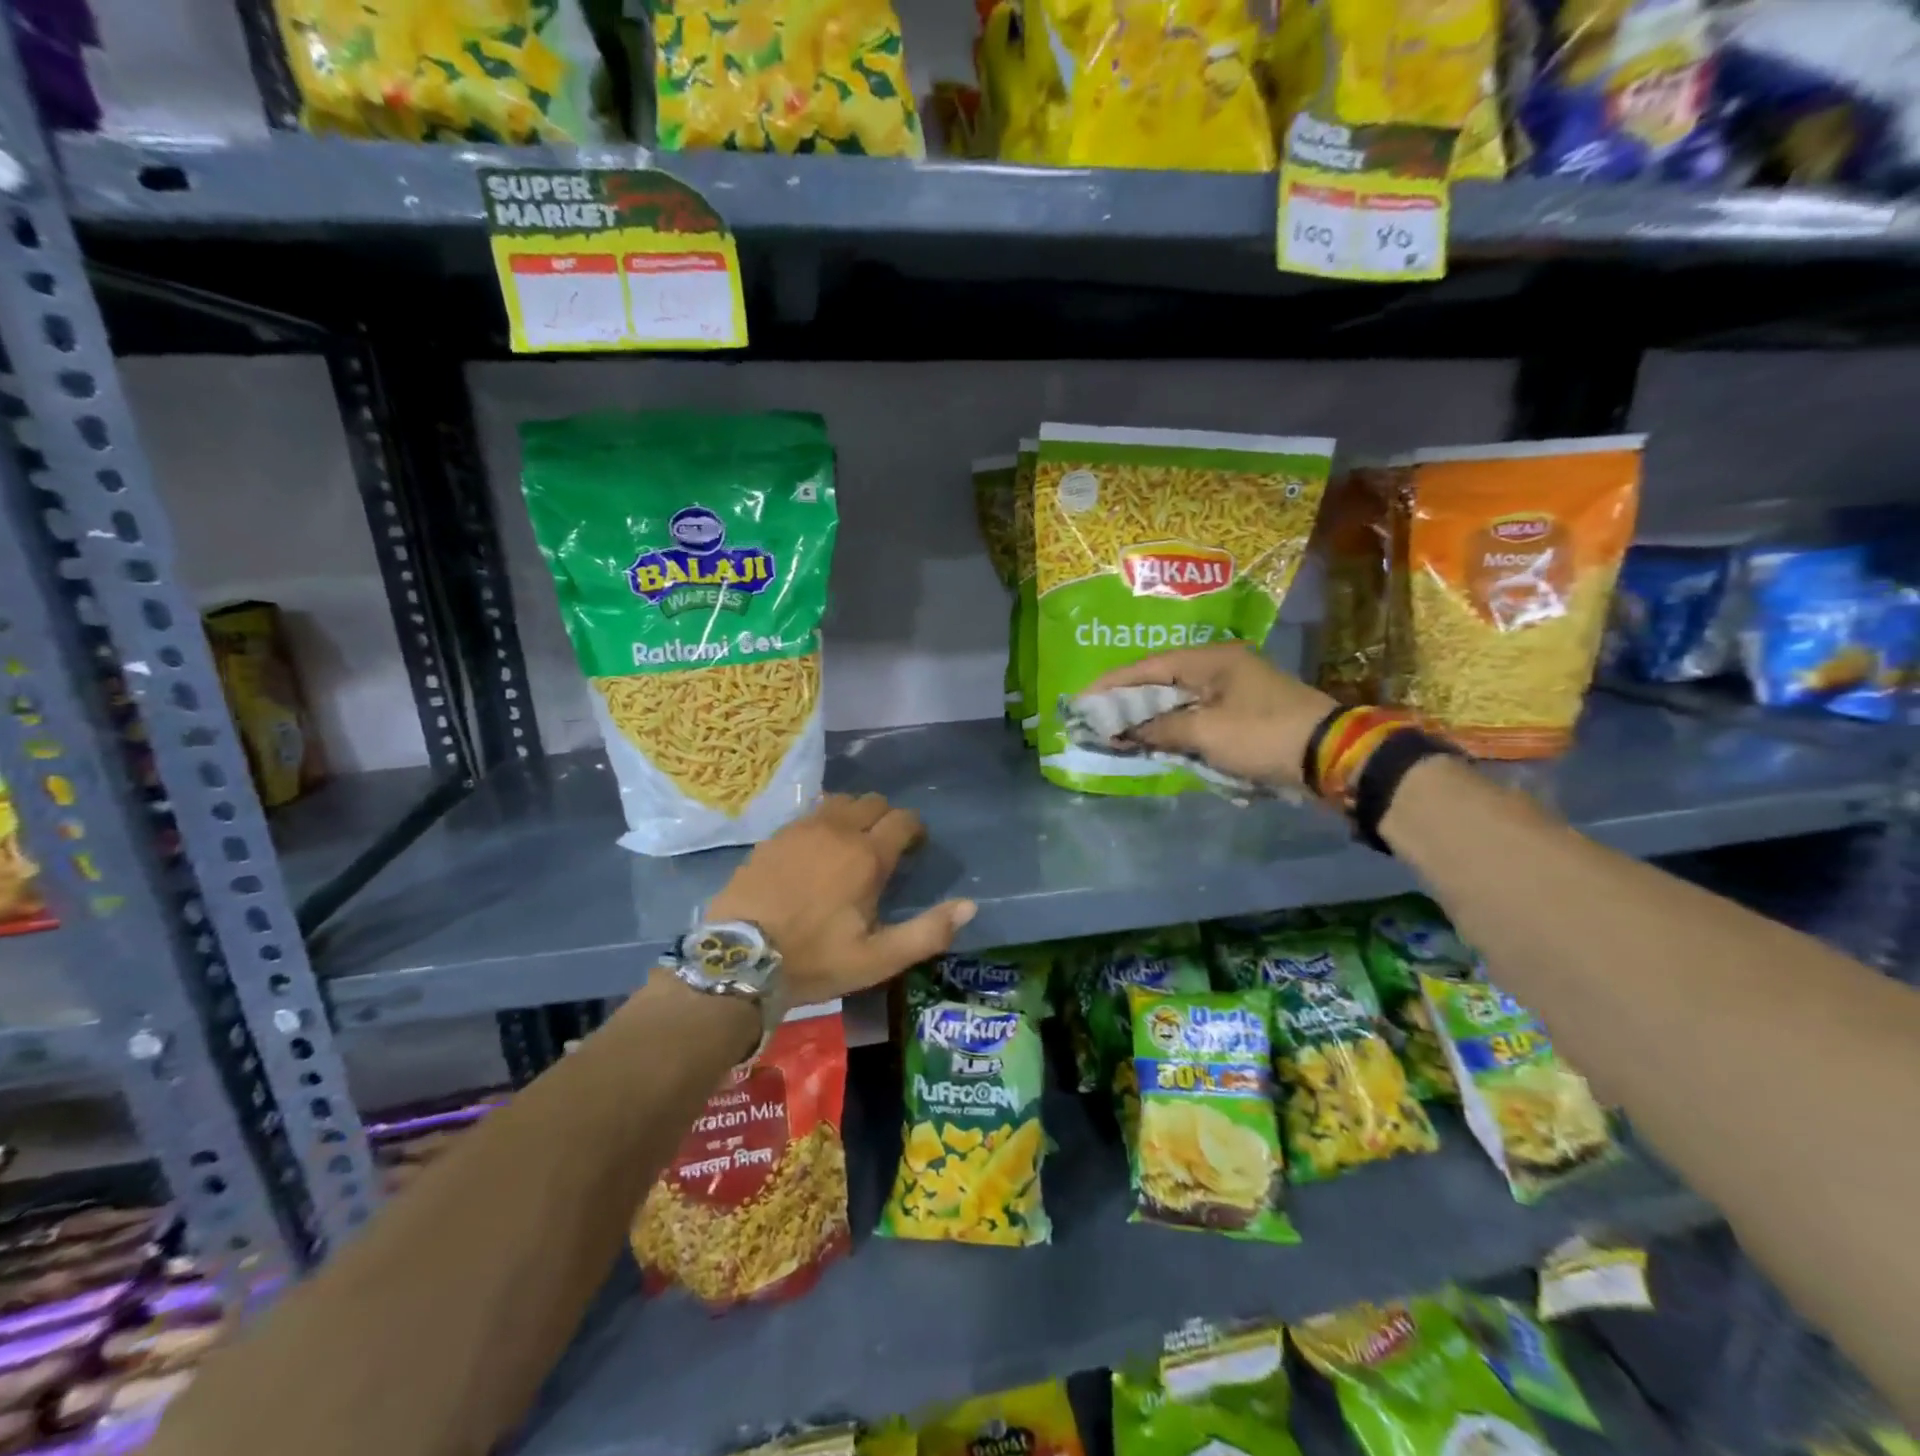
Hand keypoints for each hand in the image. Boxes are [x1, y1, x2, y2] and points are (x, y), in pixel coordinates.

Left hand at [708, 793, 975, 1005]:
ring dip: (853, 815)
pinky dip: (822, 823)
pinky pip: (809, 814)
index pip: (903, 820)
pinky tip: (815, 849)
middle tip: (883, 847)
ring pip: (840, 801)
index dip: (915, 829)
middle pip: (873, 802)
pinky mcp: (774, 836)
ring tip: (850, 843)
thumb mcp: (877, 959)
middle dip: (886, 818)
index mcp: (867, 856)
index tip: (915, 847)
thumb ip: (928, 932)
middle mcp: (837, 830)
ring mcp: (802, 829)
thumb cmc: (815, 960)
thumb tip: (970, 906)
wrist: (740, 960)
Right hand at [1086, 645, 1336, 788]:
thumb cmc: (1263, 735)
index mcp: (1211, 659)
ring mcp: (1233, 690)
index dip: (1113, 683)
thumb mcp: (1206, 733)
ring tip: (1116, 731)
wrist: (1332, 757)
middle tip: (1095, 717)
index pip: (1149, 666)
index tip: (1082, 699)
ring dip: (1149, 716)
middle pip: (1161, 681)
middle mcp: (1220, 667)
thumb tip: (1123, 732)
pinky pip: (1195, 716)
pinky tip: (1153, 740)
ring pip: (1178, 700)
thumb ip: (1159, 728)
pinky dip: (1172, 727)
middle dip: (1127, 701)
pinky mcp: (1242, 713)